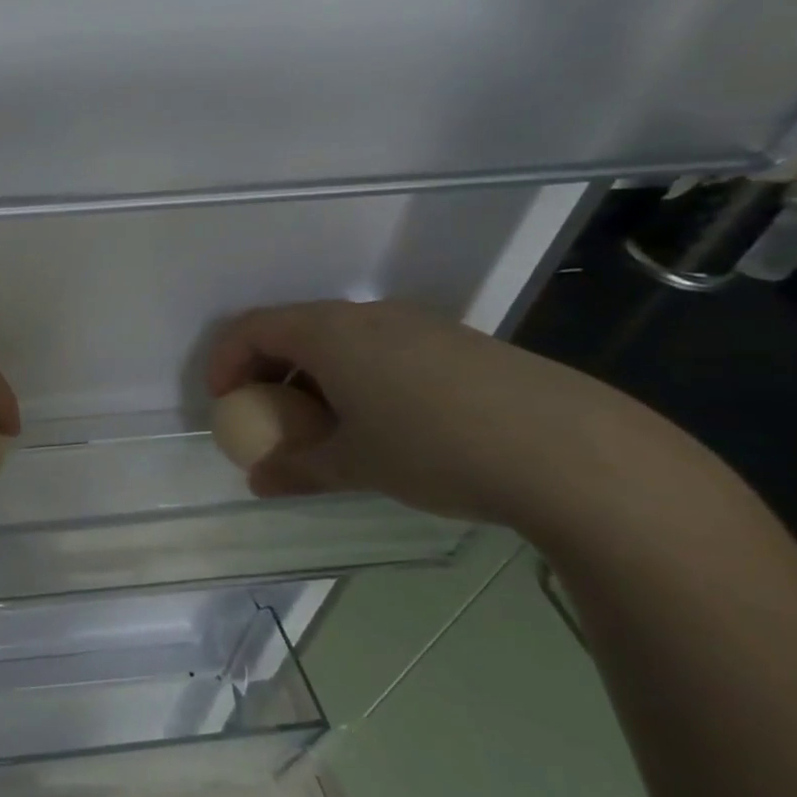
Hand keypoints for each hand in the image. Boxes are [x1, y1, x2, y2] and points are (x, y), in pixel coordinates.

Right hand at [207, 300, 700, 528]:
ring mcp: (418, 324)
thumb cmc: (436, 449)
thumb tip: (259, 481)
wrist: (575, 452)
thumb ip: (296, 469)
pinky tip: (386, 422)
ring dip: (314, 375)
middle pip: (294, 328)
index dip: (224, 361)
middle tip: (266, 414)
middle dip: (267, 369)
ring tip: (325, 424)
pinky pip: (383, 348)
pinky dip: (358, 376)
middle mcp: (367, 315)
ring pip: (341, 339)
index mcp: (329, 333)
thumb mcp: (355, 466)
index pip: (251, 328)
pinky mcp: (459, 342)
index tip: (221, 402)